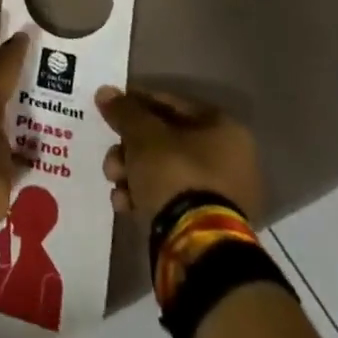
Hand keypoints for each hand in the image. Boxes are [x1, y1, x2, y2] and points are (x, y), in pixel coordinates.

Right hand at [97, 86, 265, 227]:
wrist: (197, 245)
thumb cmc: (175, 173)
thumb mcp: (142, 134)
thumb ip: (124, 110)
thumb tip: (105, 92)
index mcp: (224, 129)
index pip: (172, 104)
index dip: (137, 104)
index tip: (111, 111)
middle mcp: (231, 159)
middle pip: (166, 141)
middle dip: (130, 148)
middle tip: (111, 158)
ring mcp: (224, 196)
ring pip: (166, 171)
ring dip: (133, 174)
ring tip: (114, 184)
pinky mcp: (211, 225)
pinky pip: (173, 199)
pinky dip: (147, 197)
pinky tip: (125, 204)